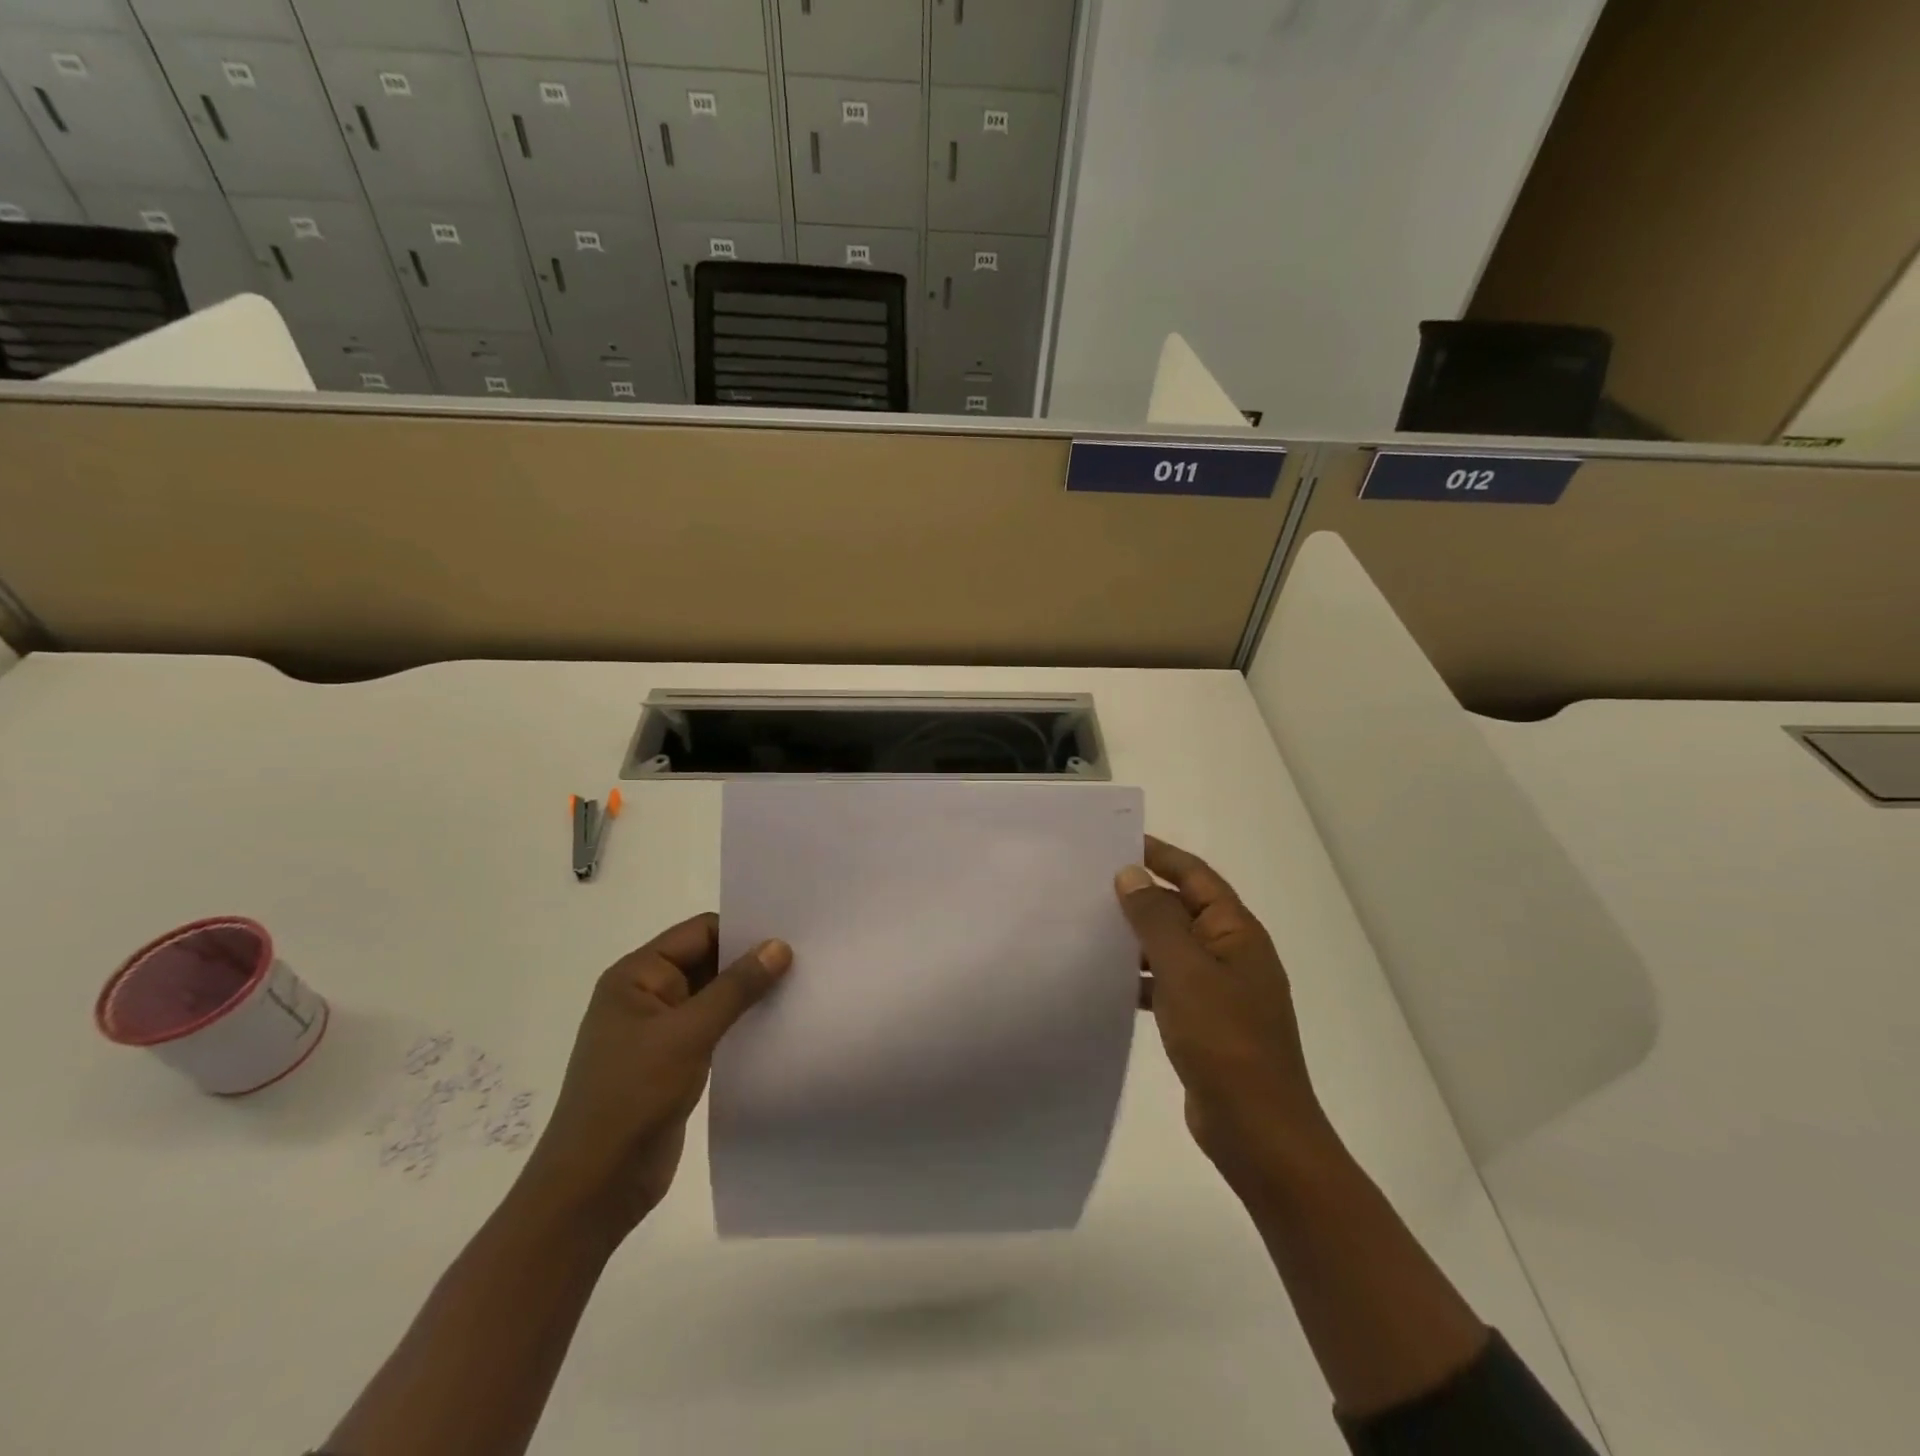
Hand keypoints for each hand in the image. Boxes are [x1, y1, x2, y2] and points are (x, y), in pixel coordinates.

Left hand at [519, 912, 791, 1238]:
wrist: (594, 1187)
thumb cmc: (632, 1096)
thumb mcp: (688, 1033)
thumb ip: (736, 987)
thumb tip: (779, 946)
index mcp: (636, 976)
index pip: (698, 932)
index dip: (742, 930)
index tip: (791, 932)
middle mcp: (646, 996)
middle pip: (707, 961)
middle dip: (750, 961)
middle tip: (806, 957)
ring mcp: (660, 1032)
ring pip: (714, 997)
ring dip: (749, 995)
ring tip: (800, 987)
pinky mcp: (674, 1063)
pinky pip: (714, 1029)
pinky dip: (742, 1024)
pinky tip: (778, 1025)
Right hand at [1115, 837, 1332, 1185]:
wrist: (1257, 1130)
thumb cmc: (1224, 1040)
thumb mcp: (1185, 971)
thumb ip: (1156, 919)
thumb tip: (1131, 874)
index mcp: (1236, 932)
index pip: (1196, 876)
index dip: (1160, 855)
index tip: (1117, 842)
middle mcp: (1231, 953)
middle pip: (1183, 909)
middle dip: (1142, 895)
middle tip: (1091, 883)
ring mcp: (1220, 990)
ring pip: (1172, 948)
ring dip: (1137, 938)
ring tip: (1089, 927)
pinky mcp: (1206, 1021)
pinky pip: (1169, 983)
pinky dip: (1141, 978)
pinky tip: (1107, 982)